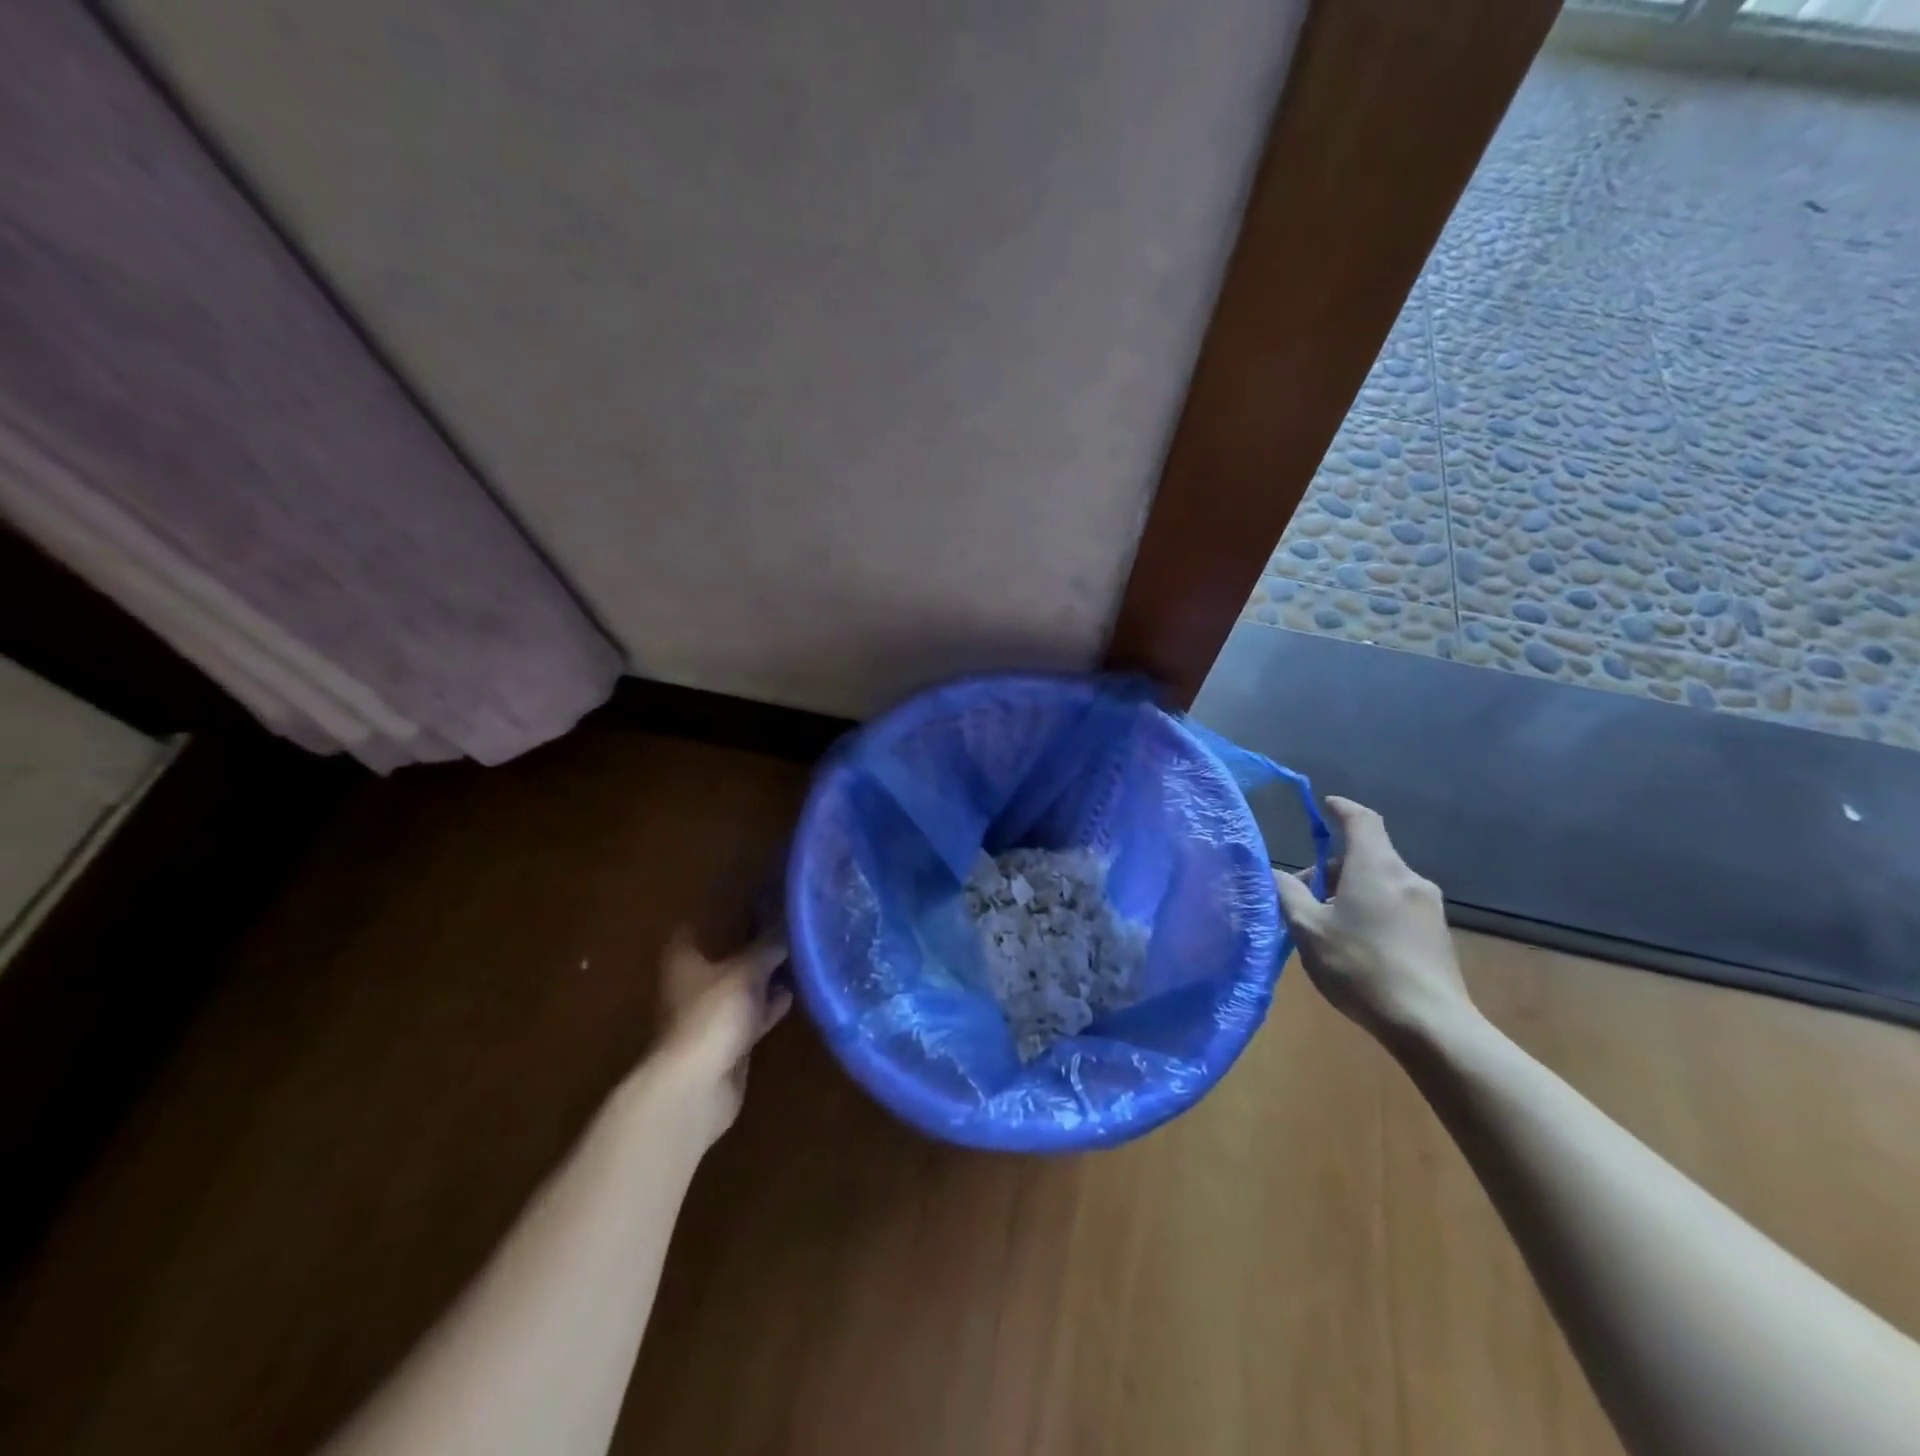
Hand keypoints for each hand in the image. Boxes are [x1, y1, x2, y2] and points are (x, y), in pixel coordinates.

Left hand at [649, 929, 791, 1149]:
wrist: (697, 1086)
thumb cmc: (713, 1014)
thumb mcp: (747, 970)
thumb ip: (769, 944)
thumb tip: (792, 920)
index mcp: (685, 956)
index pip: (704, 920)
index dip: (728, 907)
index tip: (760, 895)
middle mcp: (692, 980)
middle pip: (725, 953)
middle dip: (753, 941)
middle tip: (788, 922)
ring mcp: (709, 1012)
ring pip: (741, 984)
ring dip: (765, 974)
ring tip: (799, 954)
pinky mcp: (726, 1039)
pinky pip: (751, 1013)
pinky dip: (769, 1005)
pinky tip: (794, 993)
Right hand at [1274, 797, 1474, 1043]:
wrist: (1430, 1024)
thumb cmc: (1360, 966)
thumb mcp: (1308, 929)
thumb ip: (1288, 893)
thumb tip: (1275, 873)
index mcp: (1376, 867)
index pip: (1361, 820)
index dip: (1342, 809)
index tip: (1325, 806)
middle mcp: (1407, 878)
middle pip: (1366, 855)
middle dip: (1333, 868)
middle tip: (1304, 897)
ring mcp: (1428, 906)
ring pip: (1381, 882)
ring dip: (1351, 891)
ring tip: (1327, 927)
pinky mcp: (1437, 933)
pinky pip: (1396, 905)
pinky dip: (1372, 910)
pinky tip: (1357, 946)